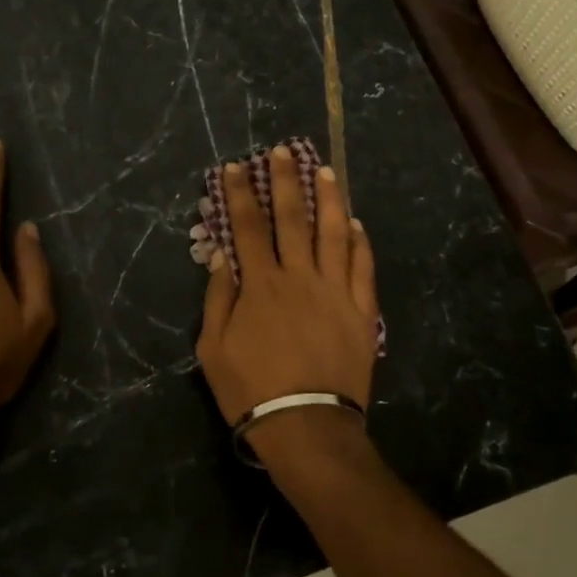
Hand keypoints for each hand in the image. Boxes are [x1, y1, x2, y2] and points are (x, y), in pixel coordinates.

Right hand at [196, 145, 378, 445]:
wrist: (307, 425)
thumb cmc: (251, 389)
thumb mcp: (213, 348)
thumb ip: (218, 298)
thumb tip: (221, 255)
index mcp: (260, 285)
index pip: (248, 226)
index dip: (240, 193)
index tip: (235, 167)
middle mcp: (299, 277)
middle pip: (292, 218)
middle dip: (285, 180)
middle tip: (283, 151)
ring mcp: (335, 291)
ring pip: (333, 233)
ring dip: (328, 199)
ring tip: (325, 170)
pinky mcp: (361, 311)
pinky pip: (363, 268)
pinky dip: (359, 242)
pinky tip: (355, 224)